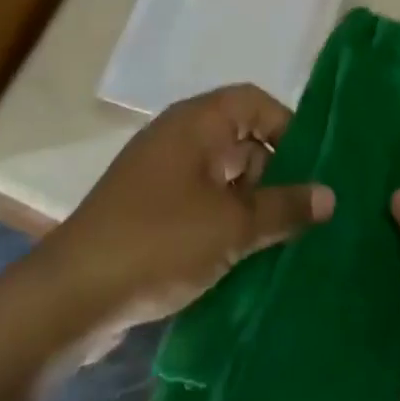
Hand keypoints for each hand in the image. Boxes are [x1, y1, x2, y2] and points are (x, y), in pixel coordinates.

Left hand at [13, 85, 332, 358]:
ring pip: (222, 176)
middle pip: (241, 139)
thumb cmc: (158, 242)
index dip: (288, 126)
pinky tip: (244, 256)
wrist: (68, 298)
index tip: (312, 166)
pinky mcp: (147, 211)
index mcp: (197, 122)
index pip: (255, 102)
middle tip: (303, 210)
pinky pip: (200, 203)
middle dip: (274, 172)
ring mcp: (159, 175)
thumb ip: (285, 207)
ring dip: (250, 203)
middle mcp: (178, 138)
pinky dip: (223, 221)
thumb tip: (331, 195)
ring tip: (281, 239)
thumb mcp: (232, 226)